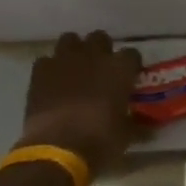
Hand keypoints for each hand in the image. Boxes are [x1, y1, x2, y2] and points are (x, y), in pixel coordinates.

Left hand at [15, 31, 142, 179]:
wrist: (57, 147)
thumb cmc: (101, 141)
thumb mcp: (126, 134)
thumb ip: (134, 122)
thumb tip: (145, 127)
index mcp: (120, 69)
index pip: (132, 54)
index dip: (130, 65)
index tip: (129, 75)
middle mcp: (94, 56)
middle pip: (100, 38)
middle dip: (101, 50)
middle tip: (101, 69)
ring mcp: (64, 60)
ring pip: (70, 39)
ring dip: (74, 51)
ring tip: (75, 69)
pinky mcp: (40, 71)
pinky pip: (46, 60)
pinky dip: (50, 68)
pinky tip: (52, 82)